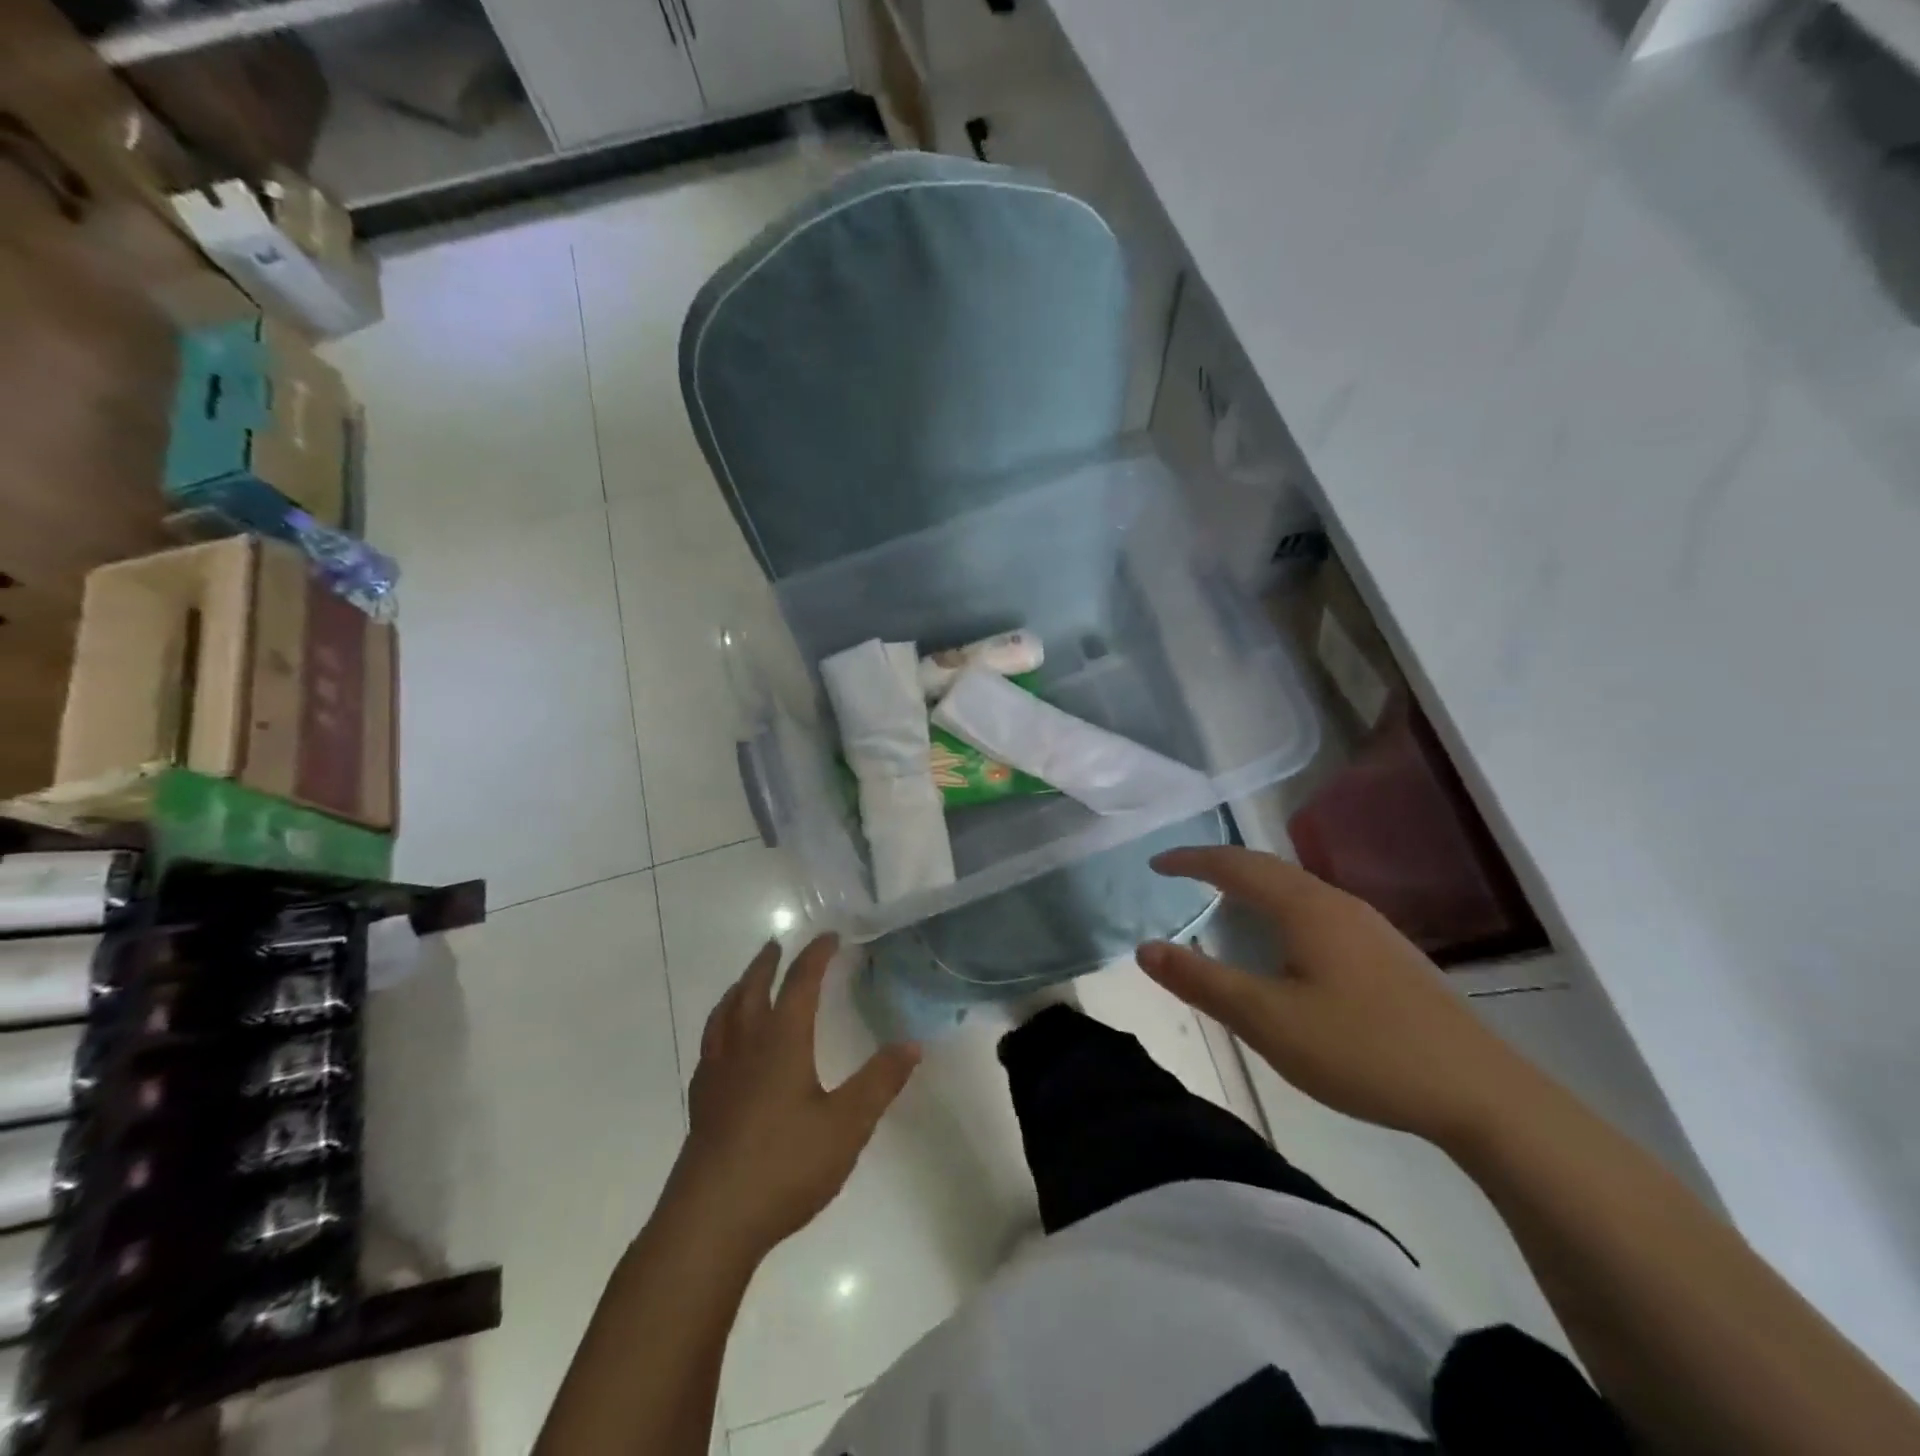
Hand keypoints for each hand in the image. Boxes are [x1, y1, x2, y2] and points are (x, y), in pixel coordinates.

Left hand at [671, 934, 919, 1260]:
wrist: (710, 1222)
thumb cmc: (784, 1165)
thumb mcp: (847, 1125)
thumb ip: (880, 1081)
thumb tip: (913, 1043)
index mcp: (781, 1042)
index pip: (800, 983)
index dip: (816, 956)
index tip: (830, 936)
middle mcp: (745, 1047)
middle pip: (752, 990)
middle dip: (768, 965)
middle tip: (777, 946)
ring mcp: (717, 1075)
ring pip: (724, 1016)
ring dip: (737, 990)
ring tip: (744, 983)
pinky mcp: (701, 1104)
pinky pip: (709, 1047)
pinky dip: (719, 1028)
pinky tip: (722, 1047)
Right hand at [1137, 847, 1537, 1146]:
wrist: (1480, 1092)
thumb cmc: (1363, 1049)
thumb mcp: (1268, 1021)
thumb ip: (1203, 982)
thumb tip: (1145, 949)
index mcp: (1306, 908)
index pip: (1236, 866)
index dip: (1192, 860)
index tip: (1156, 864)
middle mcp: (1337, 903)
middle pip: (1268, 868)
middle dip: (1220, 866)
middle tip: (1182, 876)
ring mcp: (1369, 926)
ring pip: (1297, 888)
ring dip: (1253, 886)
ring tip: (1225, 904)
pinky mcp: (1388, 953)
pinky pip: (1317, 910)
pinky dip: (1281, 908)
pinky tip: (1285, 944)